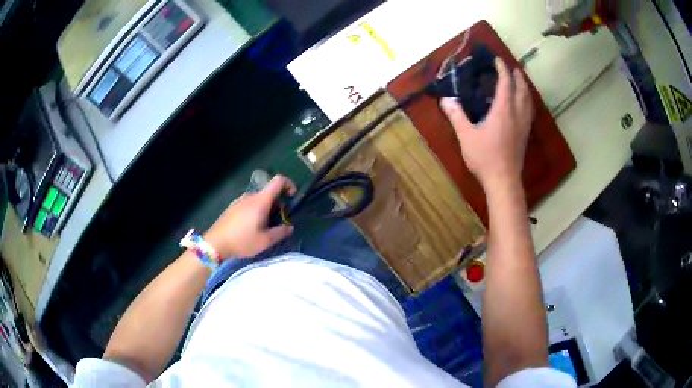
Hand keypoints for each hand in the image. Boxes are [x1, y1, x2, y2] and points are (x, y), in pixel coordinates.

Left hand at [204, 175, 296, 257]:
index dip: (289, 185)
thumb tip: (290, 227)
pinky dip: (256, 211)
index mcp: (260, 201)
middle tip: (278, 223)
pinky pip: (249, 204)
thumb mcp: (265, 241)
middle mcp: (250, 196)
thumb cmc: (242, 241)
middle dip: (278, 205)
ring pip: (259, 200)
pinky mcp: (232, 207)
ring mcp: (239, 200)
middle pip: (269, 194)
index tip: (292, 197)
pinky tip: (251, 228)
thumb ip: (280, 232)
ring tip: (264, 228)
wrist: (215, 243)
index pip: (278, 181)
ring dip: (266, 210)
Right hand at [440, 57, 533, 190]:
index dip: (502, 69)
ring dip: (525, 88)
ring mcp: (523, 125)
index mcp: (503, 110)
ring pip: (528, 101)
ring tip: (520, 82)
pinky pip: (529, 112)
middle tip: (512, 68)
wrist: (503, 181)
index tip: (497, 59)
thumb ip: (457, 116)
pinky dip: (527, 102)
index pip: (505, 83)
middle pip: (521, 89)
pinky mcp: (525, 135)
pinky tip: (523, 105)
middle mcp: (516, 114)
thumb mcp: (466, 136)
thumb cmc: (485, 157)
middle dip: (517, 76)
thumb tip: (445, 99)